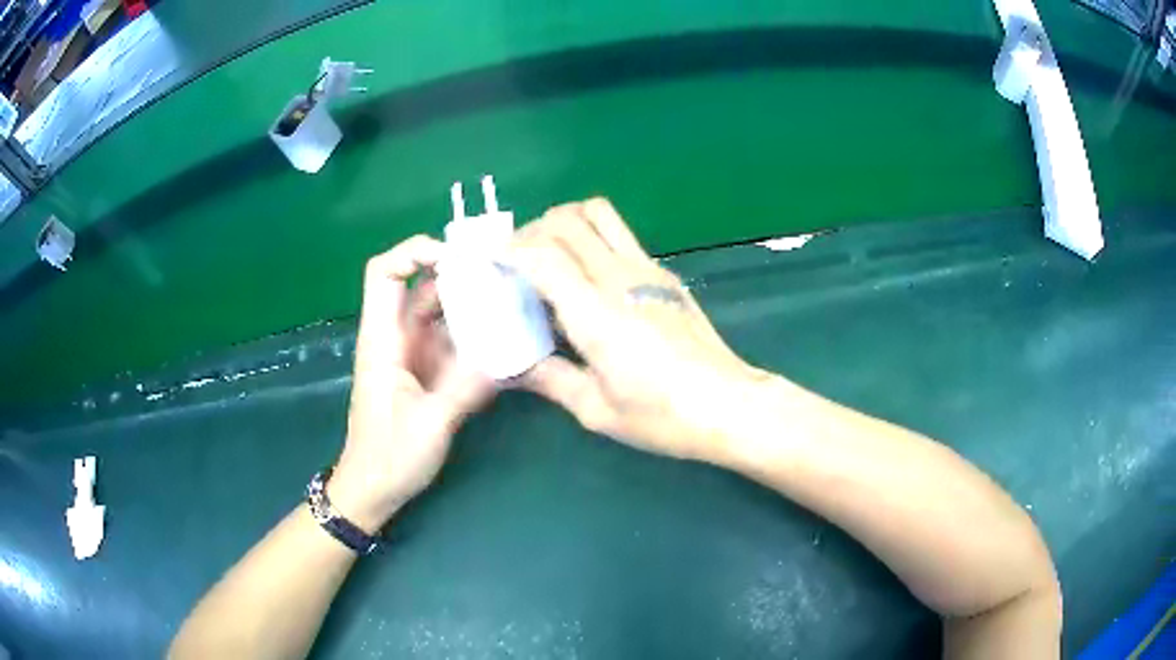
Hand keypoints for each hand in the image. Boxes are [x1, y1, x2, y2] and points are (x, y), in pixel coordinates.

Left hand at [329, 236, 493, 532]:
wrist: (373, 489)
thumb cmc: (389, 456)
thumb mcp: (430, 424)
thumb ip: (465, 388)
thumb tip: (507, 357)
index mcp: (383, 340)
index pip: (385, 273)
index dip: (415, 251)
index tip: (458, 257)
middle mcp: (396, 337)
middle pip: (424, 287)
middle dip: (462, 277)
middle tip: (506, 279)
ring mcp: (413, 353)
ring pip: (443, 313)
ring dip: (475, 308)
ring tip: (515, 306)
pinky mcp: (426, 371)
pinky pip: (453, 341)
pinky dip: (477, 338)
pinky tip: (507, 344)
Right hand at [509, 199, 767, 460]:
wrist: (729, 405)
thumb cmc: (662, 416)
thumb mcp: (596, 410)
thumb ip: (549, 380)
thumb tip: (512, 368)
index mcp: (596, 314)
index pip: (544, 255)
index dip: (509, 250)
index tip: (488, 262)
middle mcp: (620, 278)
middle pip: (567, 221)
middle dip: (531, 230)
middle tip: (515, 259)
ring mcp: (647, 270)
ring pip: (598, 213)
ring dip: (565, 221)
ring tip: (549, 252)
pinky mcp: (664, 274)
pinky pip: (620, 235)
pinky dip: (591, 236)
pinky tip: (586, 274)